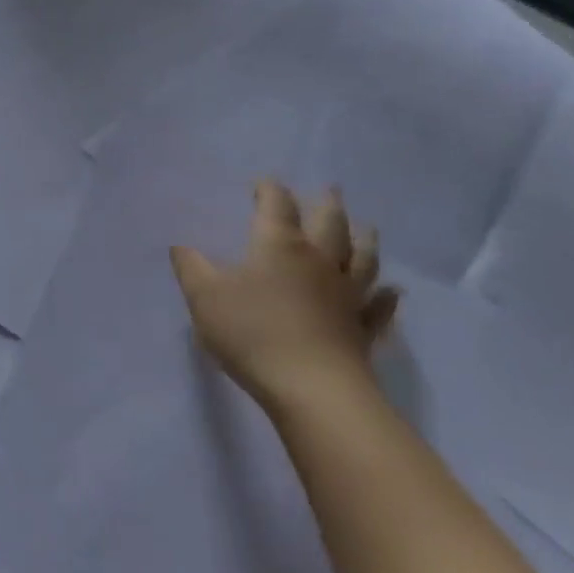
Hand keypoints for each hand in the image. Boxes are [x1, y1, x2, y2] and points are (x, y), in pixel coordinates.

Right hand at [170, 182, 398, 408]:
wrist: (312, 388)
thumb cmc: (252, 333)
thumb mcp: (204, 296)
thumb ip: (190, 267)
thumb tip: (181, 247)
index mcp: (279, 246)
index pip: (276, 205)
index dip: (269, 190)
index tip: (263, 183)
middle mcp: (319, 261)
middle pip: (330, 223)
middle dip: (326, 203)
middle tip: (329, 189)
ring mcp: (347, 295)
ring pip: (361, 258)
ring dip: (364, 239)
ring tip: (366, 227)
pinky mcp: (362, 329)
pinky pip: (378, 308)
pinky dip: (386, 298)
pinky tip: (392, 292)